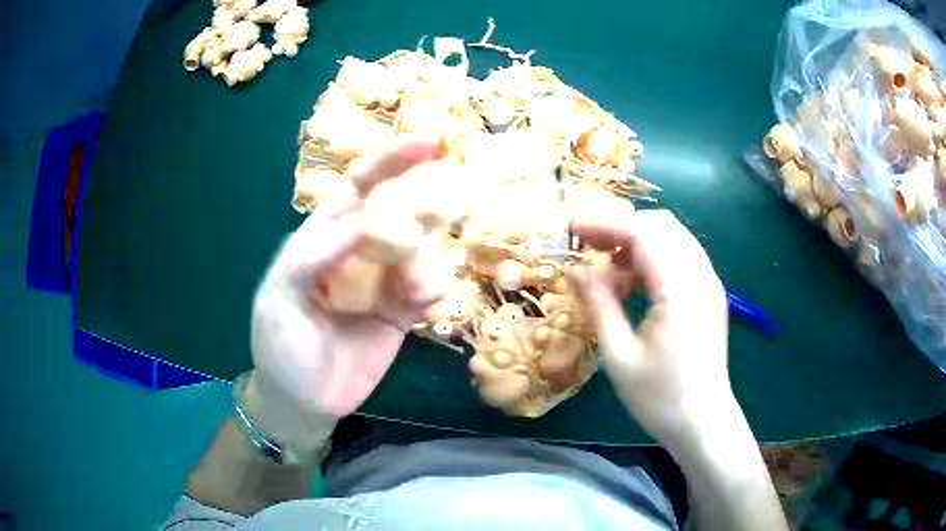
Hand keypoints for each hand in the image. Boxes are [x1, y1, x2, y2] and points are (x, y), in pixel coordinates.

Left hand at [245, 135, 450, 450]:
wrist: (304, 402)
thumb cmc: (281, 347)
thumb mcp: (281, 298)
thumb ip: (315, 257)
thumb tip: (363, 223)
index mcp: (323, 237)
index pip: (360, 187)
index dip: (392, 161)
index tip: (431, 142)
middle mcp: (358, 250)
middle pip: (400, 210)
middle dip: (427, 201)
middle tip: (451, 202)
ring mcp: (383, 280)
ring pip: (422, 249)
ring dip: (425, 260)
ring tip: (408, 294)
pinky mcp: (403, 311)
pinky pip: (429, 287)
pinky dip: (432, 289)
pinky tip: (417, 309)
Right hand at [568, 209, 735, 448]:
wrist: (703, 423)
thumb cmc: (660, 397)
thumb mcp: (619, 355)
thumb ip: (599, 304)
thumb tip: (575, 270)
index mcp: (679, 289)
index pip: (643, 233)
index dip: (605, 225)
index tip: (572, 230)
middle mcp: (700, 276)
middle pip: (661, 226)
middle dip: (621, 228)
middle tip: (588, 248)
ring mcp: (709, 284)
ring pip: (673, 239)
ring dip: (637, 243)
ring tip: (606, 270)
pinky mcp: (709, 295)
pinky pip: (681, 258)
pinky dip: (653, 259)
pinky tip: (631, 285)